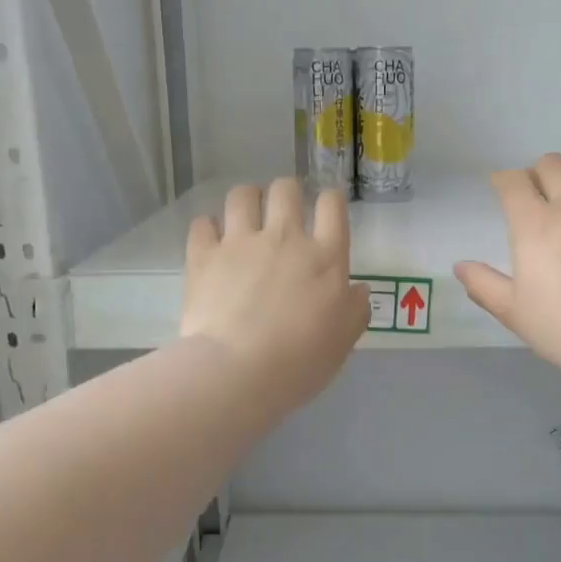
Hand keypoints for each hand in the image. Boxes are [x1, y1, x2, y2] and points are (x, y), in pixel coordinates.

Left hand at [182, 179, 368, 411]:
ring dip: (247, 200)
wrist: (237, 371)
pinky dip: (207, 228)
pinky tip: (211, 242)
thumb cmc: (300, 361)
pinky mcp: (203, 256)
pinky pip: (202, 224)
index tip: (326, 211)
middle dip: (287, 193)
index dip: (330, 201)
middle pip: (286, 189)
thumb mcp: (343, 341)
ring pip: (242, 195)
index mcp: (325, 257)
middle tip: (283, 214)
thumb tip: (357, 290)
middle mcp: (284, 238)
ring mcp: (240, 243)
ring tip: (246, 218)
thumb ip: (355, 309)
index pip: (332, 205)